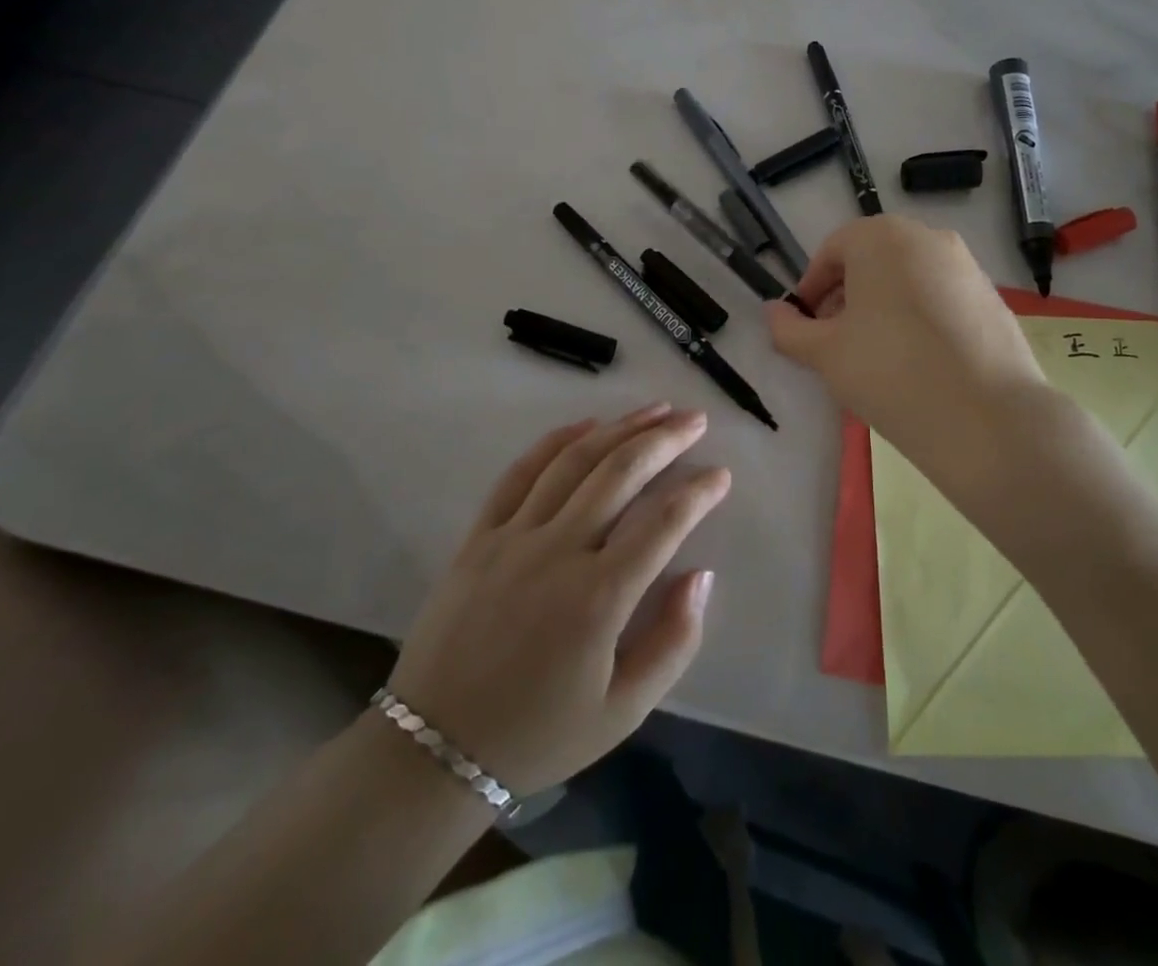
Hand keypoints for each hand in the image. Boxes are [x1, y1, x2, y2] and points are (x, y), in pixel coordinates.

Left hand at [387, 404, 728, 795]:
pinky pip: (520, 474)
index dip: (699, 492)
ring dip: (619, 429)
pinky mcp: (480, 535)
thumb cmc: (539, 733)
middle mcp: (559, 551)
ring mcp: (514, 536)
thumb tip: (701, 575)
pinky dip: (556, 443)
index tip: (721, 474)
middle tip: (695, 419)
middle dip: (665, 439)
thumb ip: (673, 642)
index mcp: (599, 597)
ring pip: (575, 462)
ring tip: (654, 409)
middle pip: (621, 473)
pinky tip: (586, 426)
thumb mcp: (623, 712)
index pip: (664, 522)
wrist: (435, 749)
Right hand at [767, 216, 1052, 491]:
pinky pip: (941, 296)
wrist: (987, 416)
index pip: (832, 250)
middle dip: (846, 295)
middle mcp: (927, 237)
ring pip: (908, 277)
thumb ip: (789, 329)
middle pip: (872, 259)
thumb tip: (774, 312)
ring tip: (876, 355)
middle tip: (835, 341)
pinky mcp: (992, 297)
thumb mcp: (825, 353)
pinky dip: (919, 316)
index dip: (811, 288)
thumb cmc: (890, 371)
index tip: (806, 326)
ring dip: (882, 305)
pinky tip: (918, 361)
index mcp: (881, 238)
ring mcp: (966, 265)